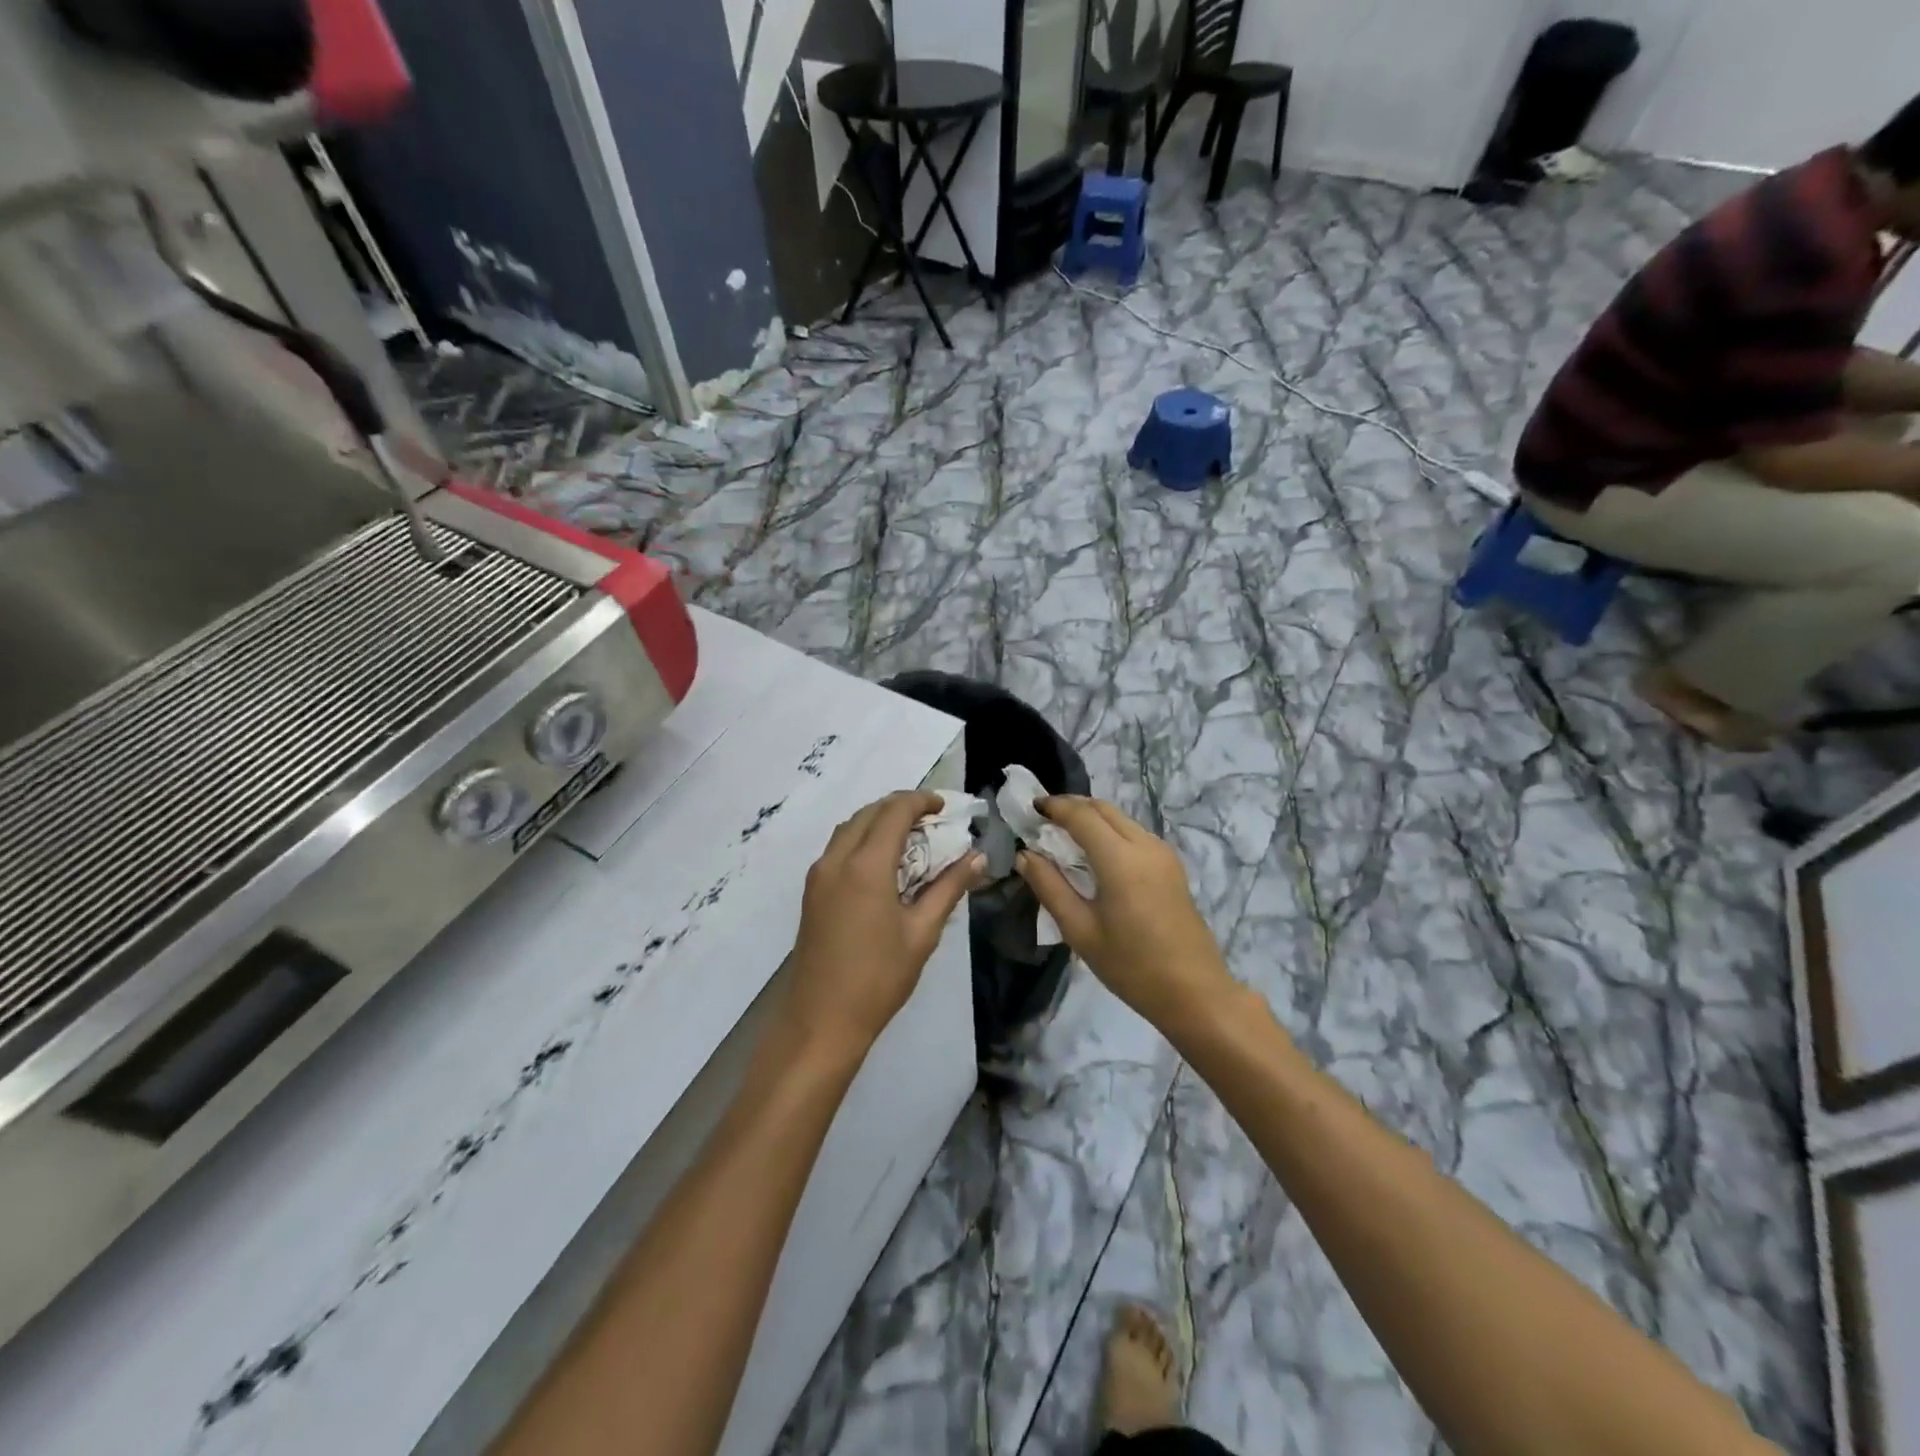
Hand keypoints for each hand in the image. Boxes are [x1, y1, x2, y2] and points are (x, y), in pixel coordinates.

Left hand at [783, 791, 984, 1058]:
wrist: (821, 1020)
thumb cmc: (879, 979)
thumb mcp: (922, 933)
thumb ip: (949, 888)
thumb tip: (978, 858)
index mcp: (865, 866)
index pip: (894, 812)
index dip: (920, 800)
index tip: (945, 806)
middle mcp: (836, 860)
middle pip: (869, 813)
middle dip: (900, 806)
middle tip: (931, 819)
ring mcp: (819, 875)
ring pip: (849, 828)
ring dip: (878, 820)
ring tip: (910, 835)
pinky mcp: (812, 892)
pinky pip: (838, 847)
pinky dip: (862, 838)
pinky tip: (883, 860)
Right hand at [1015, 796, 1234, 1036]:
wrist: (1194, 992)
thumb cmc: (1131, 966)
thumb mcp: (1080, 930)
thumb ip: (1049, 887)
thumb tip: (1025, 855)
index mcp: (1120, 859)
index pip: (1081, 815)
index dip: (1053, 806)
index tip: (1029, 808)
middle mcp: (1144, 845)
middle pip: (1103, 809)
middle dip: (1071, 806)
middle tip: (1042, 818)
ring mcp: (1163, 853)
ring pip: (1121, 819)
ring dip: (1091, 817)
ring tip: (1063, 835)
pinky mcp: (1172, 865)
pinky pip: (1134, 833)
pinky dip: (1109, 831)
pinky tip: (1094, 853)